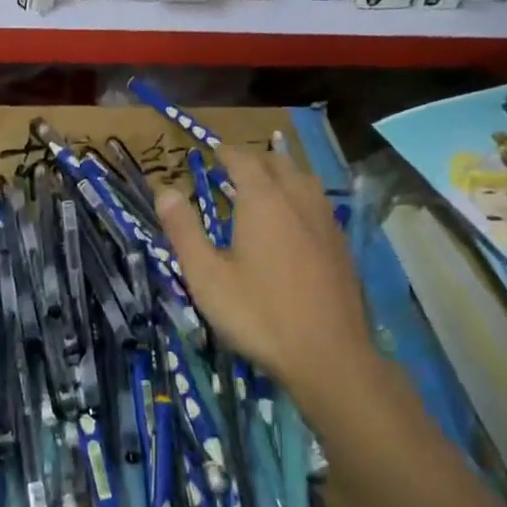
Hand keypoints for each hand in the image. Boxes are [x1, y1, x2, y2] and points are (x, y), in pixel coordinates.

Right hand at [157, 147, 369, 405]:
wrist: (328, 355)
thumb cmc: (258, 314)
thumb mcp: (207, 277)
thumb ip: (184, 231)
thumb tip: (164, 190)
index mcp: (262, 201)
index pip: (243, 160)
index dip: (226, 152)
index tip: (212, 151)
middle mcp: (298, 200)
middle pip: (278, 163)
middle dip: (255, 160)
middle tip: (234, 168)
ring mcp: (326, 221)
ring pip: (304, 180)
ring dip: (282, 174)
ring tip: (265, 185)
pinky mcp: (342, 245)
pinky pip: (319, 203)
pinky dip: (300, 197)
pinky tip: (294, 220)